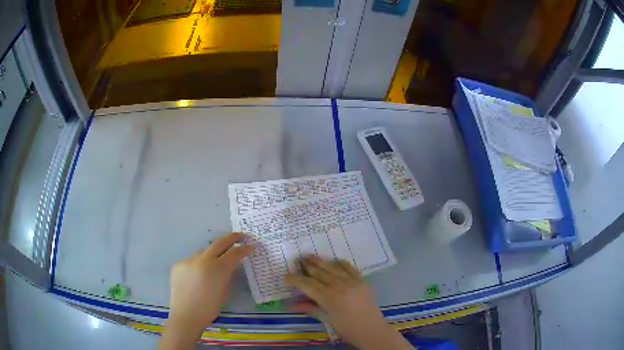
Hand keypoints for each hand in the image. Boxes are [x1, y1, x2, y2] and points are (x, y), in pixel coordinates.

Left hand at [159, 232, 252, 349]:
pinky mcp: (178, 264)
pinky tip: (199, 274)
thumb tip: (230, 265)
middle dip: (231, 238)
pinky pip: (192, 260)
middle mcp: (202, 260)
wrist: (186, 315)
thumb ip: (227, 274)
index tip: (251, 246)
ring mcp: (188, 260)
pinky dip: (199, 264)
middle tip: (240, 236)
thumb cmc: (209, 308)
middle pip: (219, 243)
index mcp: (217, 269)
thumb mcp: (223, 291)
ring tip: (217, 260)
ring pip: (204, 251)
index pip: (234, 253)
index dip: (244, 249)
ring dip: (213, 253)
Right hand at [285, 255, 411, 349]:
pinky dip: (340, 263)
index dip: (296, 280)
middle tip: (297, 260)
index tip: (286, 276)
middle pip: (320, 273)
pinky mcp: (362, 281)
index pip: (308, 285)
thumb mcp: (326, 320)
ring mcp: (353, 282)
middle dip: (307, 266)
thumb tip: (290, 303)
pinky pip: (349, 268)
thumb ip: (309, 308)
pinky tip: (333, 260)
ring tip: (309, 255)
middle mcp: (340, 286)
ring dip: (320, 261)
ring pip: (333, 268)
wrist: (372, 330)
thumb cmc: (347, 329)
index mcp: (330, 298)